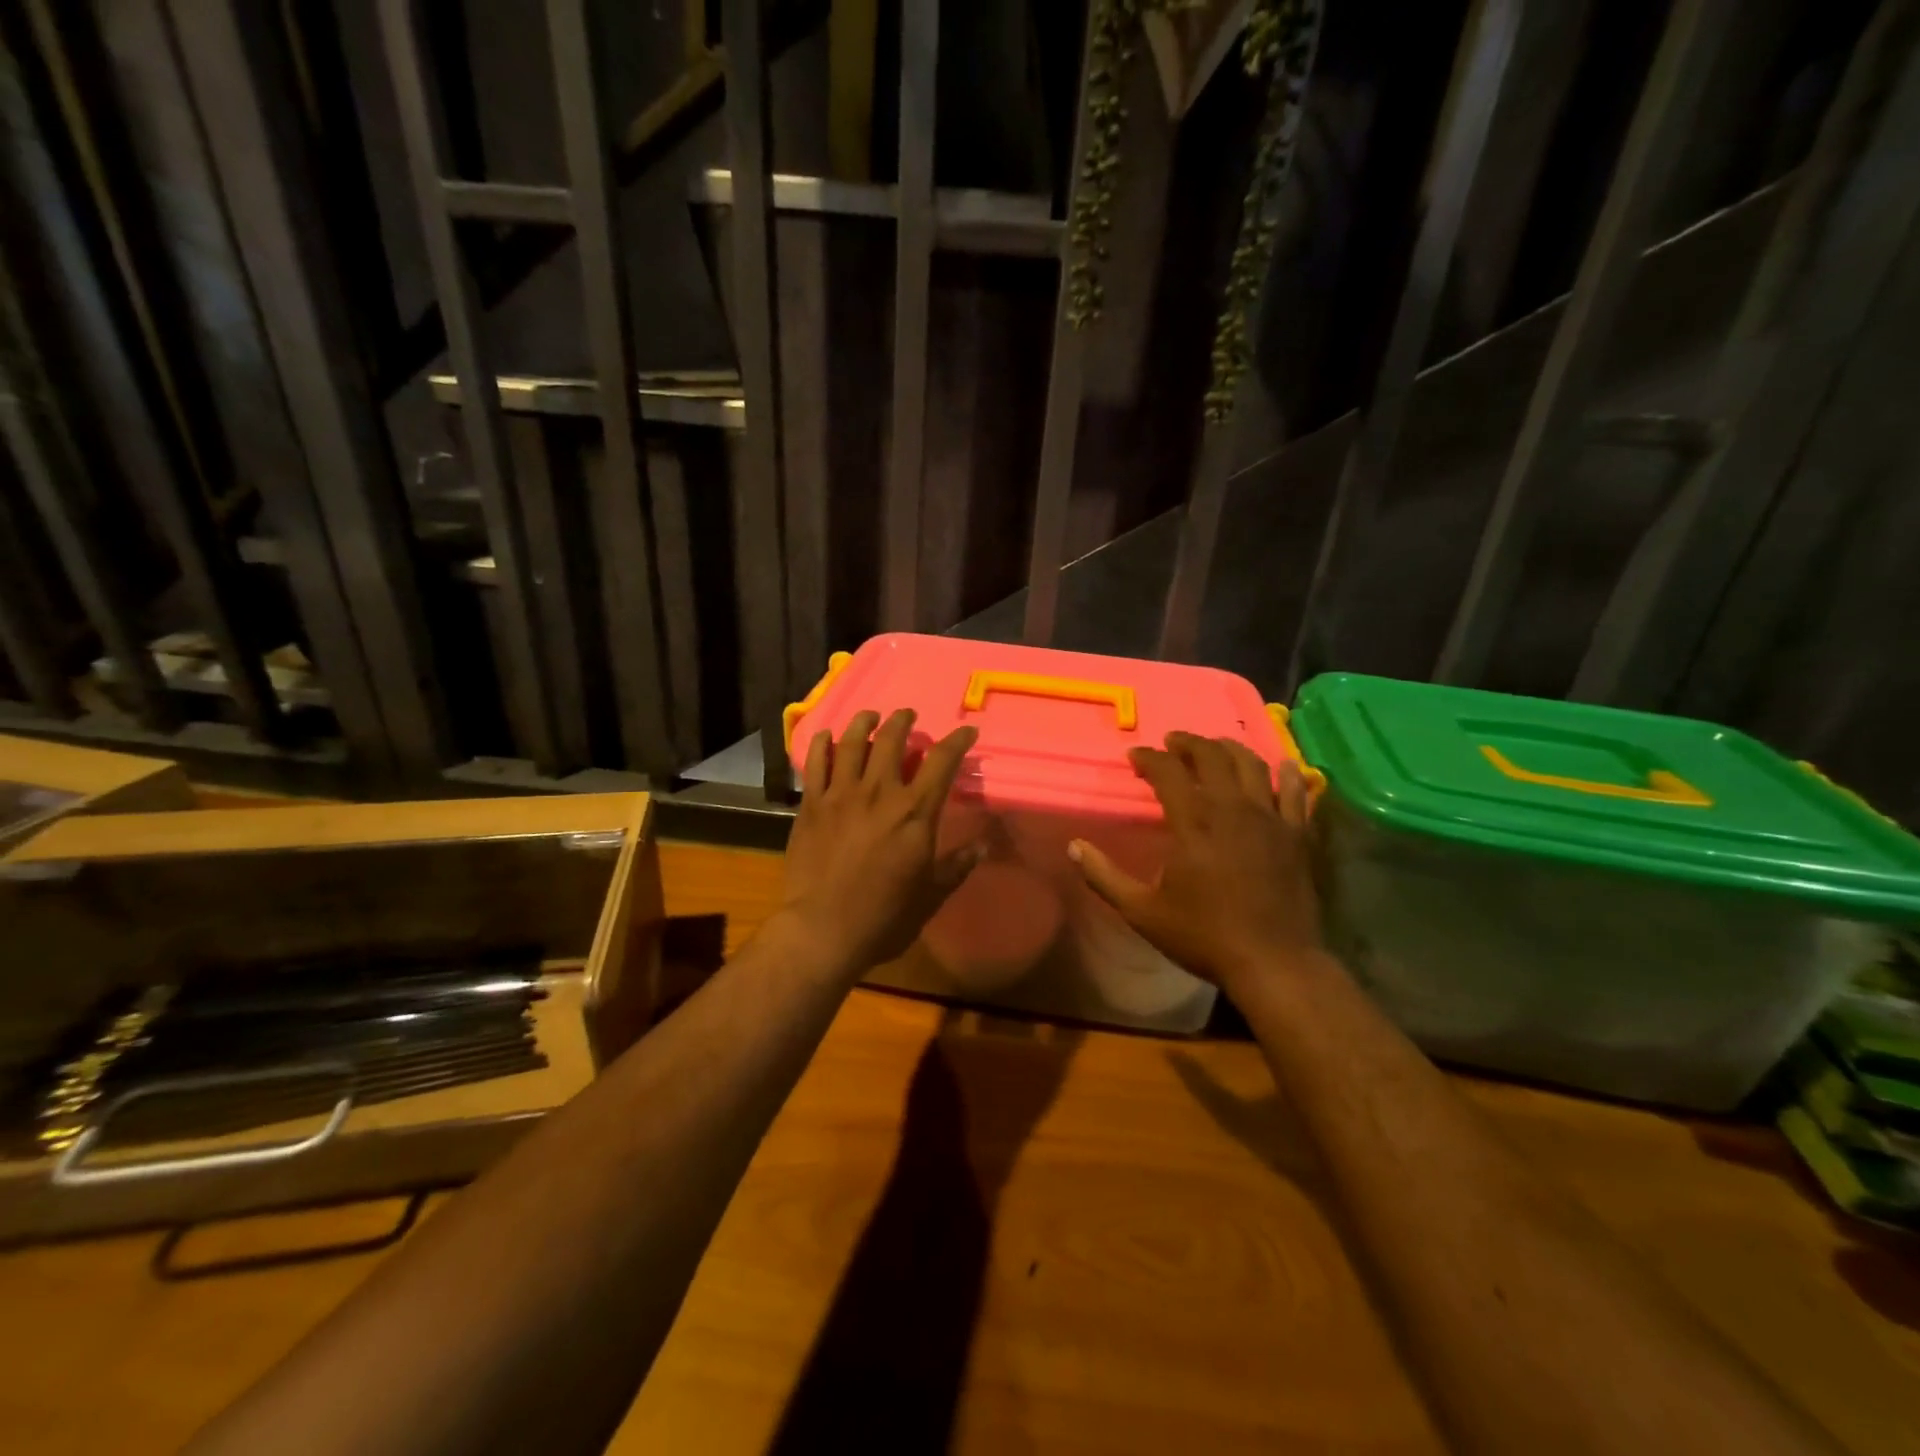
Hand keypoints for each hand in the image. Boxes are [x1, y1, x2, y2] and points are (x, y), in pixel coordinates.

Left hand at [781, 708, 983, 973]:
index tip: (966, 731)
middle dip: (903, 721)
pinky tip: (828, 736)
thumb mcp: (931, 896)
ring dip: (864, 723)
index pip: (942, 761)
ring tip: (870, 716)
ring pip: (852, 743)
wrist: (823, 930)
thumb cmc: (884, 917)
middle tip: (907, 716)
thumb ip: (956, 866)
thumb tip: (982, 847)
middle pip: (892, 740)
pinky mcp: (811, 805)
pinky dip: (822, 744)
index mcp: (915, 812)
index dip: (957, 740)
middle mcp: (879, 792)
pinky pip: (816, 763)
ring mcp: (841, 795)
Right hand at [1069, 732, 1323, 997]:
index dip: (1149, 758)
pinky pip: (1296, 792)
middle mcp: (1232, 810)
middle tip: (1173, 742)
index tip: (1135, 756)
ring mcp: (1270, 819)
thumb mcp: (1142, 912)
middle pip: (1212, 756)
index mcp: (1193, 823)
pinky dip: (1287, 774)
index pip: (1168, 772)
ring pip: (1253, 764)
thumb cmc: (1204, 936)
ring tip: (1216, 747)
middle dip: (1189, 743)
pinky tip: (1281, 767)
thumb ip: (1104, 876)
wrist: (1274, 963)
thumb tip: (1075, 846)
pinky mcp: (1297, 835)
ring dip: (1230, 748)